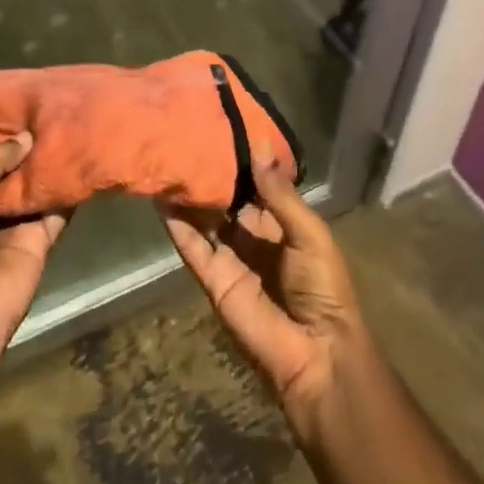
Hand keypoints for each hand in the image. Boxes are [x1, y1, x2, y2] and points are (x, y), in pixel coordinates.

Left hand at [0, 133, 67, 364]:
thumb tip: (26, 137)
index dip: (3, 138)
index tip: (26, 106)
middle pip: (15, 172)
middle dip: (30, 148)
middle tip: (57, 110)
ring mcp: (16, 226)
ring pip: (38, 189)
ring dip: (52, 165)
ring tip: (75, 126)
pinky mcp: (42, 242)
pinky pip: (58, 211)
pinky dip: (70, 191)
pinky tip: (85, 160)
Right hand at [160, 160, 367, 426]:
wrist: (316, 354)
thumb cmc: (323, 287)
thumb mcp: (308, 233)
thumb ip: (278, 193)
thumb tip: (258, 143)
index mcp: (282, 224)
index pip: (256, 185)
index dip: (240, 161)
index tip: (221, 128)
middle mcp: (253, 237)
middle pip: (227, 200)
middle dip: (211, 174)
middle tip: (187, 138)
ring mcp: (230, 259)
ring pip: (205, 220)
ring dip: (190, 196)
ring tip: (168, 160)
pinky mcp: (213, 280)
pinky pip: (192, 248)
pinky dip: (177, 226)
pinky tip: (161, 200)